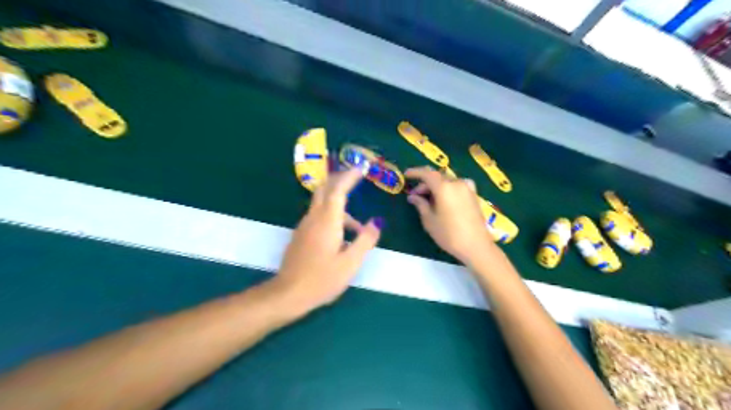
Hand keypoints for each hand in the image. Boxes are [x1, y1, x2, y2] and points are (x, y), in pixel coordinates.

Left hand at [267, 167, 383, 316]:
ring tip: (358, 229)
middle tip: (356, 176)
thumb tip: (375, 223)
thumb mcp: (351, 262)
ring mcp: (304, 226)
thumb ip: (365, 240)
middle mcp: (313, 218)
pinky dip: (333, 216)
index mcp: (327, 221)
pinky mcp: (301, 235)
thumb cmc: (322, 279)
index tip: (362, 167)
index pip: (338, 190)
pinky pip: (318, 216)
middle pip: (325, 189)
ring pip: (322, 204)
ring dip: (340, 205)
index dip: (350, 176)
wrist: (288, 294)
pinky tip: (342, 237)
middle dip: (340, 179)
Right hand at [402, 165, 493, 264]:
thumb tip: (413, 196)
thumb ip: (420, 204)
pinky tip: (444, 200)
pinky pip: (456, 186)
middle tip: (415, 196)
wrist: (476, 245)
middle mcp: (457, 183)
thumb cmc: (449, 234)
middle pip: (437, 177)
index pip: (427, 174)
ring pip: (447, 181)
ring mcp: (467, 188)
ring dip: (436, 187)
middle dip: (425, 184)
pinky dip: (447, 189)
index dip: (415, 172)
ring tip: (428, 200)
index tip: (406, 175)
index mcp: (444, 187)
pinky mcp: (473, 195)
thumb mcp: (429, 220)